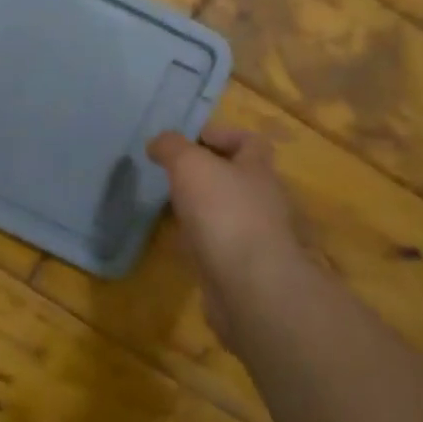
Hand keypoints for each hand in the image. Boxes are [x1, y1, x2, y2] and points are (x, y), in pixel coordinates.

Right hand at [148, 126, 305, 342]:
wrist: (249, 287)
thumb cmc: (224, 212)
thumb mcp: (190, 165)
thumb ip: (172, 147)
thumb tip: (159, 142)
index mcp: (258, 170)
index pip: (250, 142)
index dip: (221, 135)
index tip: (188, 140)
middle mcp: (264, 201)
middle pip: (237, 178)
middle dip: (207, 174)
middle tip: (171, 175)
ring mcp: (256, 238)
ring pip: (227, 213)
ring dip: (201, 209)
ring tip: (168, 207)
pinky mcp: (243, 269)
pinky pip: (219, 246)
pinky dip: (199, 241)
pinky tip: (177, 243)